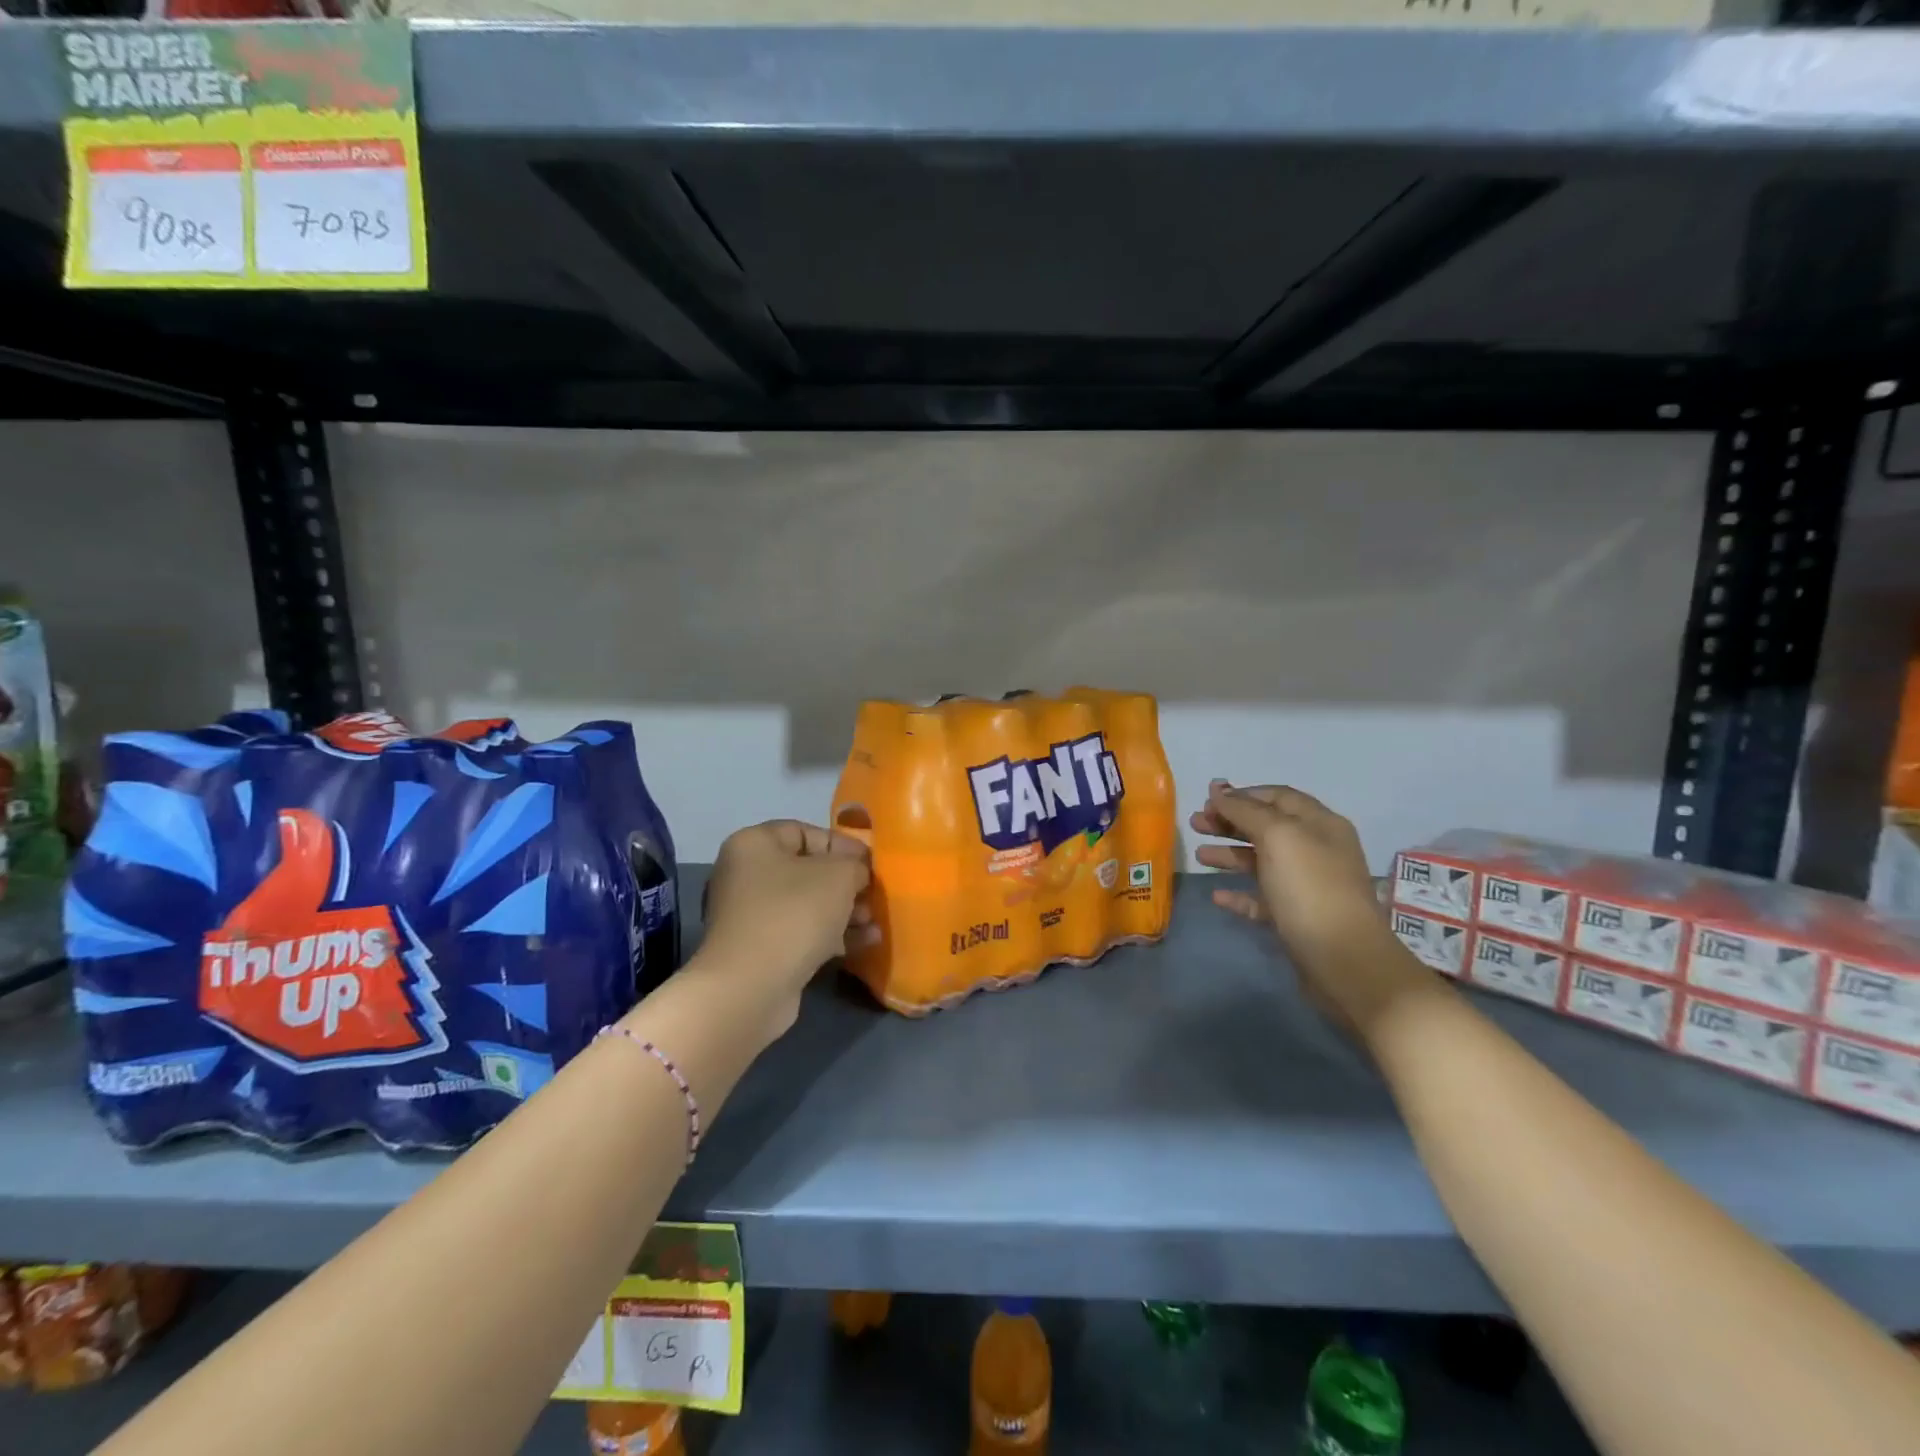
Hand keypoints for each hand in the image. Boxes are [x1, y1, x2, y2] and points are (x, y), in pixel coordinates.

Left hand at [692, 820, 870, 1038]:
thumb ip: (855, 865)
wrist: (752, 987)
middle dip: (847, 883)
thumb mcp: (839, 875)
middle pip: (807, 870)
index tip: (871, 862)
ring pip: (807, 904)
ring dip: (844, 911)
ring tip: (874, 922)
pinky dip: (832, 935)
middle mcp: (745, 875)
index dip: (842, 844)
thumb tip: (857, 873)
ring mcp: (751, 916)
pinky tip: (867, 942)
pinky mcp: (761, 950)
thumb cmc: (794, 913)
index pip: (804, 832)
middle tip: (875, 894)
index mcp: (754, 844)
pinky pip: (802, 932)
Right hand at [1191, 780, 1421, 1031]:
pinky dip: (1239, 893)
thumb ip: (1245, 810)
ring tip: (1199, 856)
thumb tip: (1218, 789)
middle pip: (1267, 827)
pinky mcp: (1297, 918)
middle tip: (1195, 824)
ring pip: (1262, 862)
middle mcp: (1316, 850)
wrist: (1344, 960)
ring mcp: (1307, 886)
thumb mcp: (1278, 837)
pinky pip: (1263, 899)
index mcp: (1319, 824)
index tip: (1207, 799)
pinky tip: (1216, 896)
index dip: (1242, 795)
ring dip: (1230, 855)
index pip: (1278, 797)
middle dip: (1230, 823)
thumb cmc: (1310, 888)